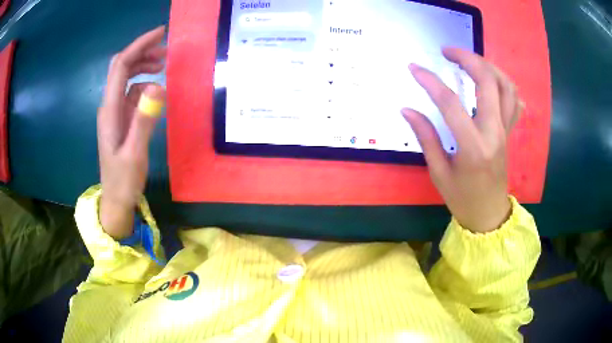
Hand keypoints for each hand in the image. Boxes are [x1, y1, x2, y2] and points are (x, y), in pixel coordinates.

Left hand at [98, 26, 166, 238]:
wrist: (115, 200)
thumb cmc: (123, 180)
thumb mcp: (135, 153)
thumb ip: (144, 120)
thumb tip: (159, 86)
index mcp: (110, 110)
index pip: (121, 66)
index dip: (139, 46)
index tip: (160, 33)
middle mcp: (110, 105)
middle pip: (122, 67)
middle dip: (142, 53)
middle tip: (166, 51)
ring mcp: (115, 112)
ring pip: (127, 78)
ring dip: (144, 67)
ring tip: (163, 65)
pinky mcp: (121, 120)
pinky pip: (131, 94)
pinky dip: (144, 86)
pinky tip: (155, 94)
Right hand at [402, 47, 523, 232]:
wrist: (489, 213)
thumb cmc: (462, 198)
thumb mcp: (439, 172)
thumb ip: (426, 137)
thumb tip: (407, 110)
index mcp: (473, 146)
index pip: (450, 103)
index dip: (430, 81)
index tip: (414, 68)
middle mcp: (494, 132)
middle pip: (488, 82)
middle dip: (467, 58)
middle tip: (447, 51)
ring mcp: (505, 130)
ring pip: (505, 86)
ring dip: (488, 66)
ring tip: (468, 60)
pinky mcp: (509, 132)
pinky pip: (513, 100)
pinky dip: (504, 82)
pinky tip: (491, 77)